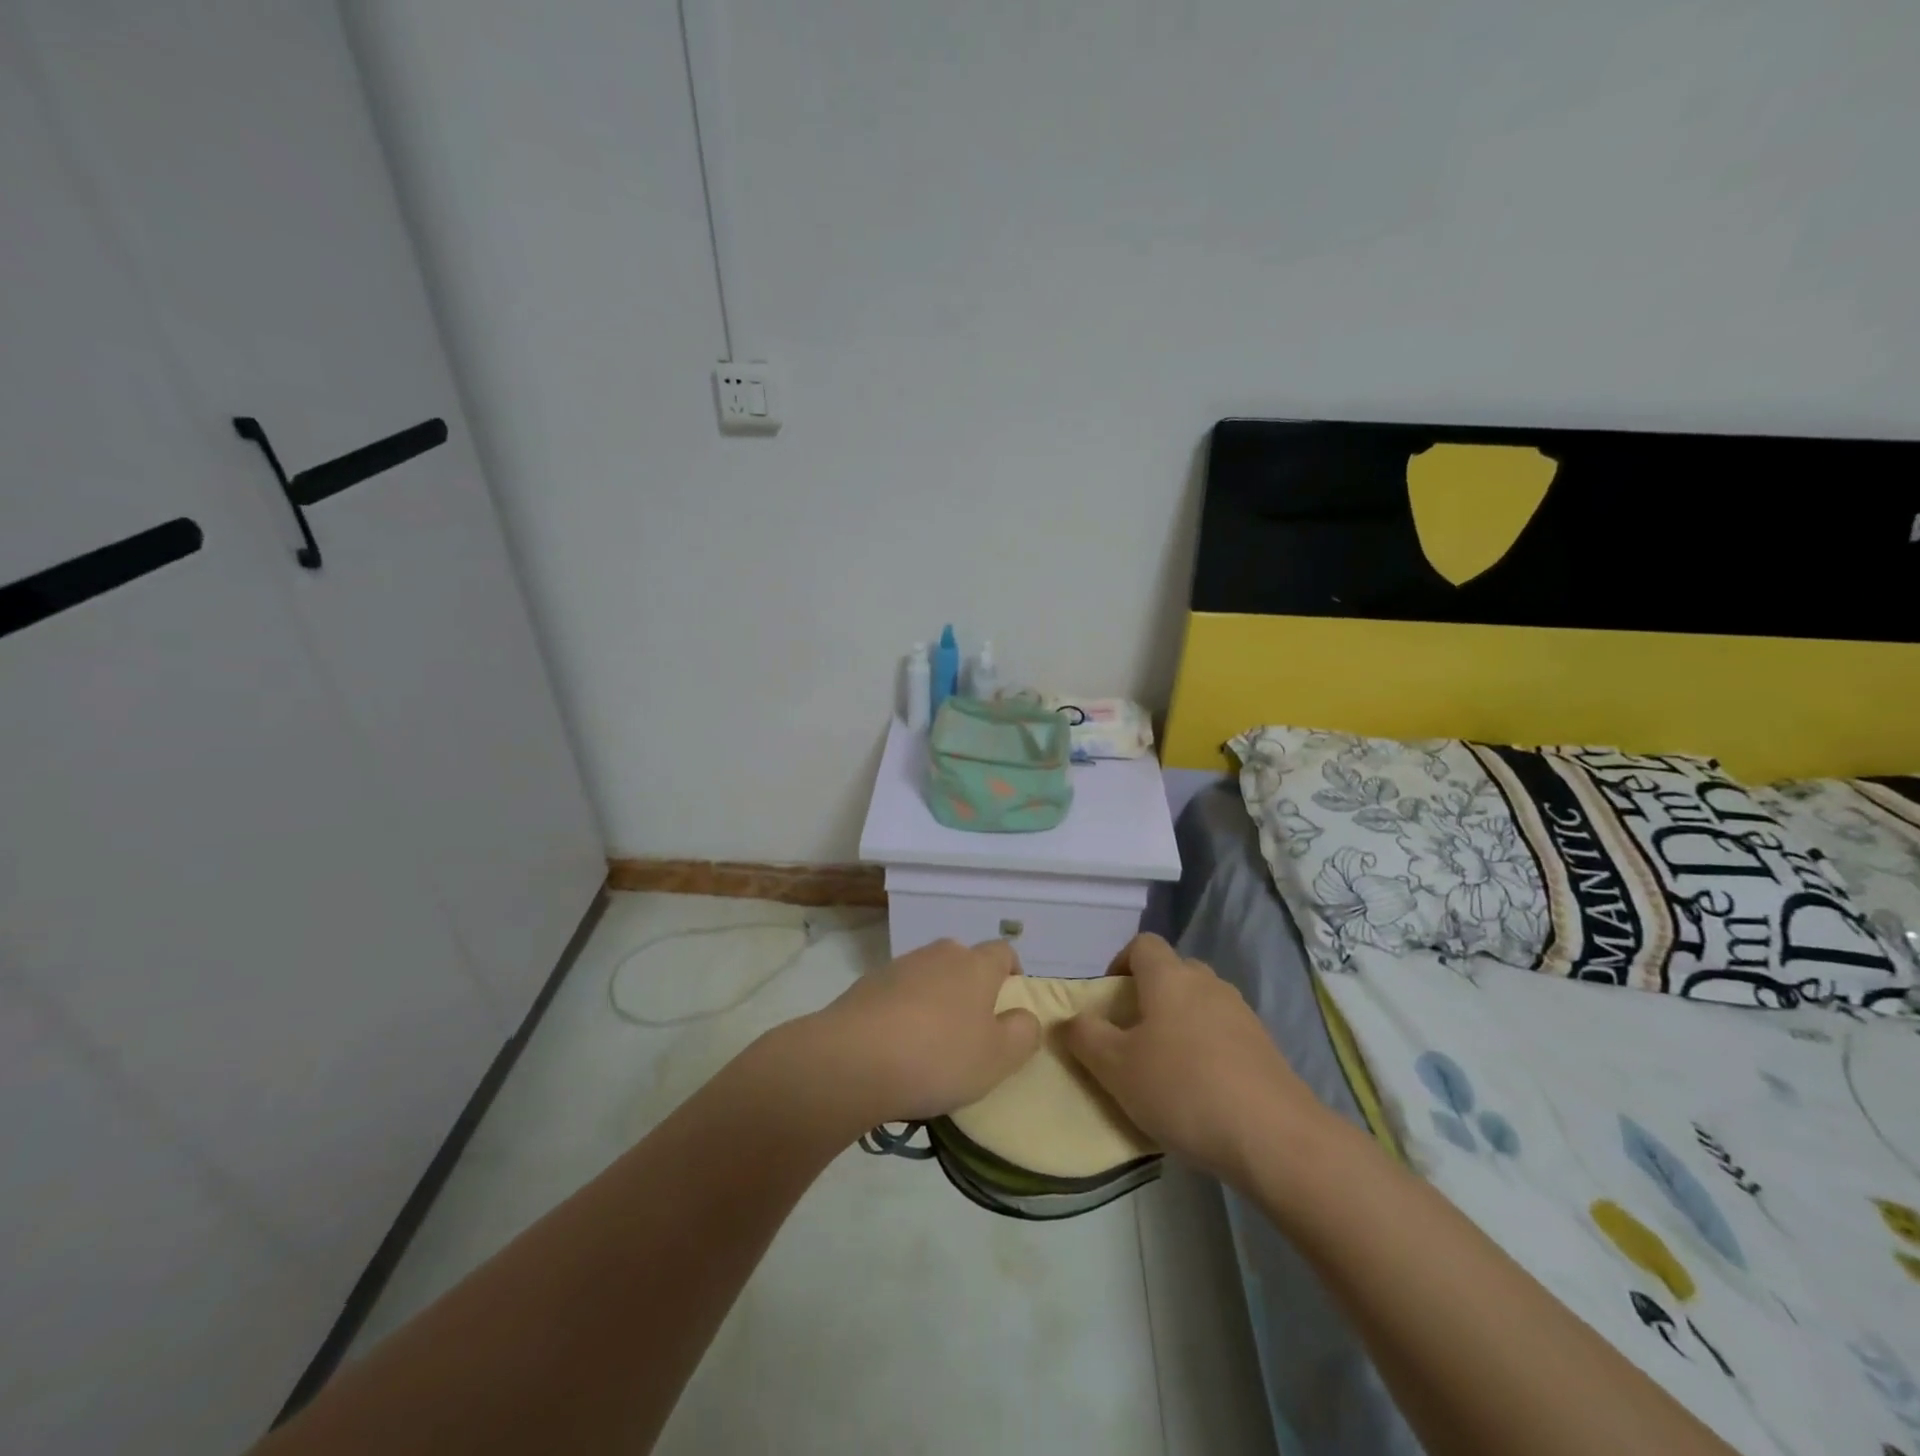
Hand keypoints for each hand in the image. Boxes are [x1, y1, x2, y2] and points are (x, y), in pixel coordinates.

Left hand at [802, 938, 1041, 1125]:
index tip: (1009, 1007)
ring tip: (930, 1046)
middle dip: (971, 989)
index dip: (1012, 974)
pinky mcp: (867, 985)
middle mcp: (939, 954)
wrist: (851, 1059)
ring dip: (935, 1001)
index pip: (1004, 951)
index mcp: (976, 964)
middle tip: (971, 1031)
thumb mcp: (998, 1058)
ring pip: (929, 977)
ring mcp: (899, 966)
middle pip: (964, 962)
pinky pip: (898, 994)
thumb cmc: (938, 1057)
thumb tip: (1024, 1016)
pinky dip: (903, 1013)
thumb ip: (1022, 1033)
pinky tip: (896, 1048)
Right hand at [1063, 934, 1321, 1183]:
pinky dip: (1207, 1047)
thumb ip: (1085, 1037)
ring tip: (1165, 1065)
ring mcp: (1241, 1013)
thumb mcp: (1115, 1068)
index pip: (1143, 944)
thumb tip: (1069, 1020)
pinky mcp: (1265, 1046)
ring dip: (1180, 1021)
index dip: (1121, 962)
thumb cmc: (1182, 1089)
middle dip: (1150, 994)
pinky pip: (1224, 1032)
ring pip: (1200, 1002)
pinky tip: (1201, 1089)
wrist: (1274, 1137)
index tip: (1109, 998)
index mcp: (1169, 977)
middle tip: (1132, 1034)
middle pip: (1173, 971)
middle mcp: (1207, 983)